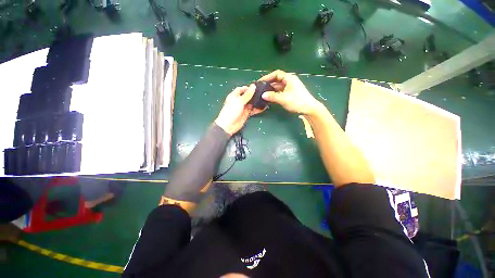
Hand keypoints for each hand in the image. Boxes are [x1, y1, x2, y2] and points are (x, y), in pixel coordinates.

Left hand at [215, 85, 264, 135]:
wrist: (229, 125)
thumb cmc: (232, 111)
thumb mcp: (239, 101)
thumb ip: (247, 94)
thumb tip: (253, 86)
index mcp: (234, 96)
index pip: (240, 89)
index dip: (247, 88)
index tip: (256, 87)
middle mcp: (238, 101)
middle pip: (246, 96)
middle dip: (253, 94)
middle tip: (262, 93)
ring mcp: (242, 108)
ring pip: (250, 103)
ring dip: (256, 102)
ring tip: (264, 99)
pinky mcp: (246, 114)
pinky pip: (252, 110)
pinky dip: (257, 109)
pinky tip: (263, 107)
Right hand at [260, 70, 321, 114]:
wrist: (309, 109)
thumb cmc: (297, 101)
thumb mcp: (283, 98)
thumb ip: (272, 96)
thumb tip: (262, 95)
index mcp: (289, 78)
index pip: (276, 74)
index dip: (268, 77)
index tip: (260, 81)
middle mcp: (289, 81)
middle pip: (277, 80)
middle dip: (268, 84)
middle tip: (260, 88)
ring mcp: (290, 88)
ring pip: (278, 87)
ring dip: (271, 90)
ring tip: (263, 94)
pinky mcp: (290, 94)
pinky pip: (280, 92)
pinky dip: (275, 94)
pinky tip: (270, 98)